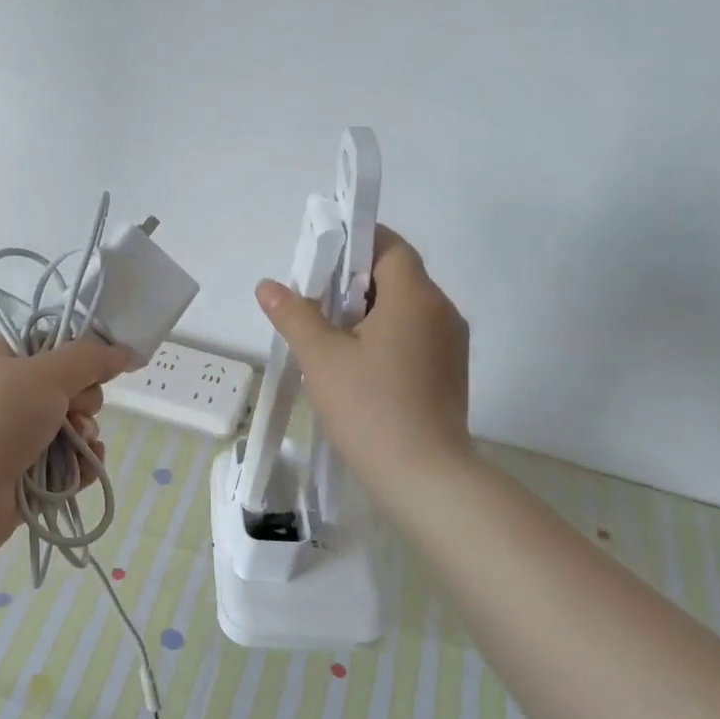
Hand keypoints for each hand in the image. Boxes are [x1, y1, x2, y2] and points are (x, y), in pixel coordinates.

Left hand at [0, 335, 128, 556]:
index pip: (52, 348)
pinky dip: (81, 467)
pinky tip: (86, 470)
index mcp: (3, 362)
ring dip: (86, 437)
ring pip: (72, 431)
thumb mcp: (47, 373)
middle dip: (84, 402)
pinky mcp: (26, 478)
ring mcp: (16, 440)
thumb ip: (91, 358)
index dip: (79, 357)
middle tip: (74, 412)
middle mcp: (8, 398)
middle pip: (69, 391)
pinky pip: (68, 467)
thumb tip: (126, 351)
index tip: (97, 369)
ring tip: (81, 446)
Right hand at [255, 225, 471, 494]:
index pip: (389, 247)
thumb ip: (294, 315)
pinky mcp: (448, 372)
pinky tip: (355, 363)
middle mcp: (442, 312)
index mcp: (415, 297)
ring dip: (367, 310)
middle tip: (312, 300)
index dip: (355, 242)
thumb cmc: (370, 408)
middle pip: (397, 276)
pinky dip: (384, 335)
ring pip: (405, 308)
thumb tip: (269, 285)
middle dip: (353, 280)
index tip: (319, 258)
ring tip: (328, 334)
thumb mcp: (320, 358)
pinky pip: (414, 335)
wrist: (424, 476)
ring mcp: (451, 344)